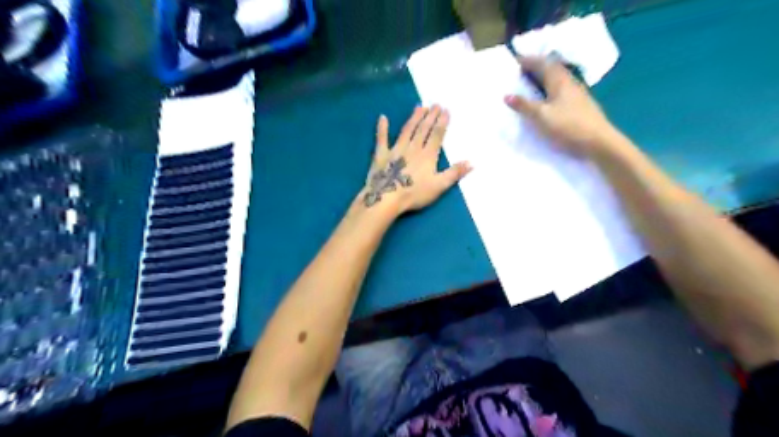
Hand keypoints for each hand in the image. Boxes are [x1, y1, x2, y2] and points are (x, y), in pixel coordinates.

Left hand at [359, 106, 467, 215]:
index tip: (446, 110)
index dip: (442, 122)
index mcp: (428, 155)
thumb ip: (454, 173)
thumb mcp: (439, 186)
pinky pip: (381, 138)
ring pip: (407, 130)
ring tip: (420, 107)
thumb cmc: (414, 193)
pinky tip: (382, 117)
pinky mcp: (381, 154)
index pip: (437, 135)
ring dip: (414, 118)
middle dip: (430, 116)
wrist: (387, 198)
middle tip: (435, 104)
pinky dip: (382, 128)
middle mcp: (413, 147)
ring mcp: (396, 149)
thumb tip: (471, 162)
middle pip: (423, 129)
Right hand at [506, 55, 621, 155]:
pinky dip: (550, 89)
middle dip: (536, 66)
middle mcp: (569, 82)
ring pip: (557, 79)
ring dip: (543, 77)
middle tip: (521, 70)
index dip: (529, 60)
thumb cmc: (568, 126)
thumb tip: (506, 95)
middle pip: (552, 68)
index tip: (515, 60)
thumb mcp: (541, 116)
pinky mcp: (580, 105)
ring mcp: (577, 93)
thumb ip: (524, 105)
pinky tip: (546, 98)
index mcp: (559, 81)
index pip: (542, 63)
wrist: (598, 142)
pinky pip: (561, 89)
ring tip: (530, 83)